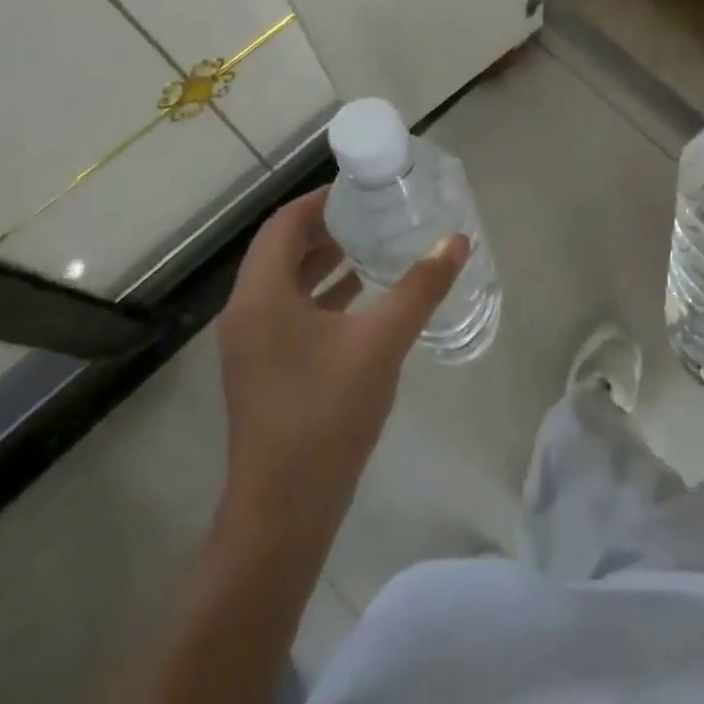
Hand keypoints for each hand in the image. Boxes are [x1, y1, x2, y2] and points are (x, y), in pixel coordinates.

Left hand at [213, 187, 465, 550]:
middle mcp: (247, 312)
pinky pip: (291, 312)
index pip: (284, 223)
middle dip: (328, 227)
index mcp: (261, 295)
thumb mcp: (381, 343)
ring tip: (375, 245)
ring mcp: (253, 345)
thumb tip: (456, 241)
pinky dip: (323, 295)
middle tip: (376, 213)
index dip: (321, 200)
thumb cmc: (325, 415)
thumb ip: (420, 288)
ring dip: (326, 261)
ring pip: (287, 282)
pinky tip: (364, 299)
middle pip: (283, 249)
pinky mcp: (265, 370)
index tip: (363, 189)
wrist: (283, 514)